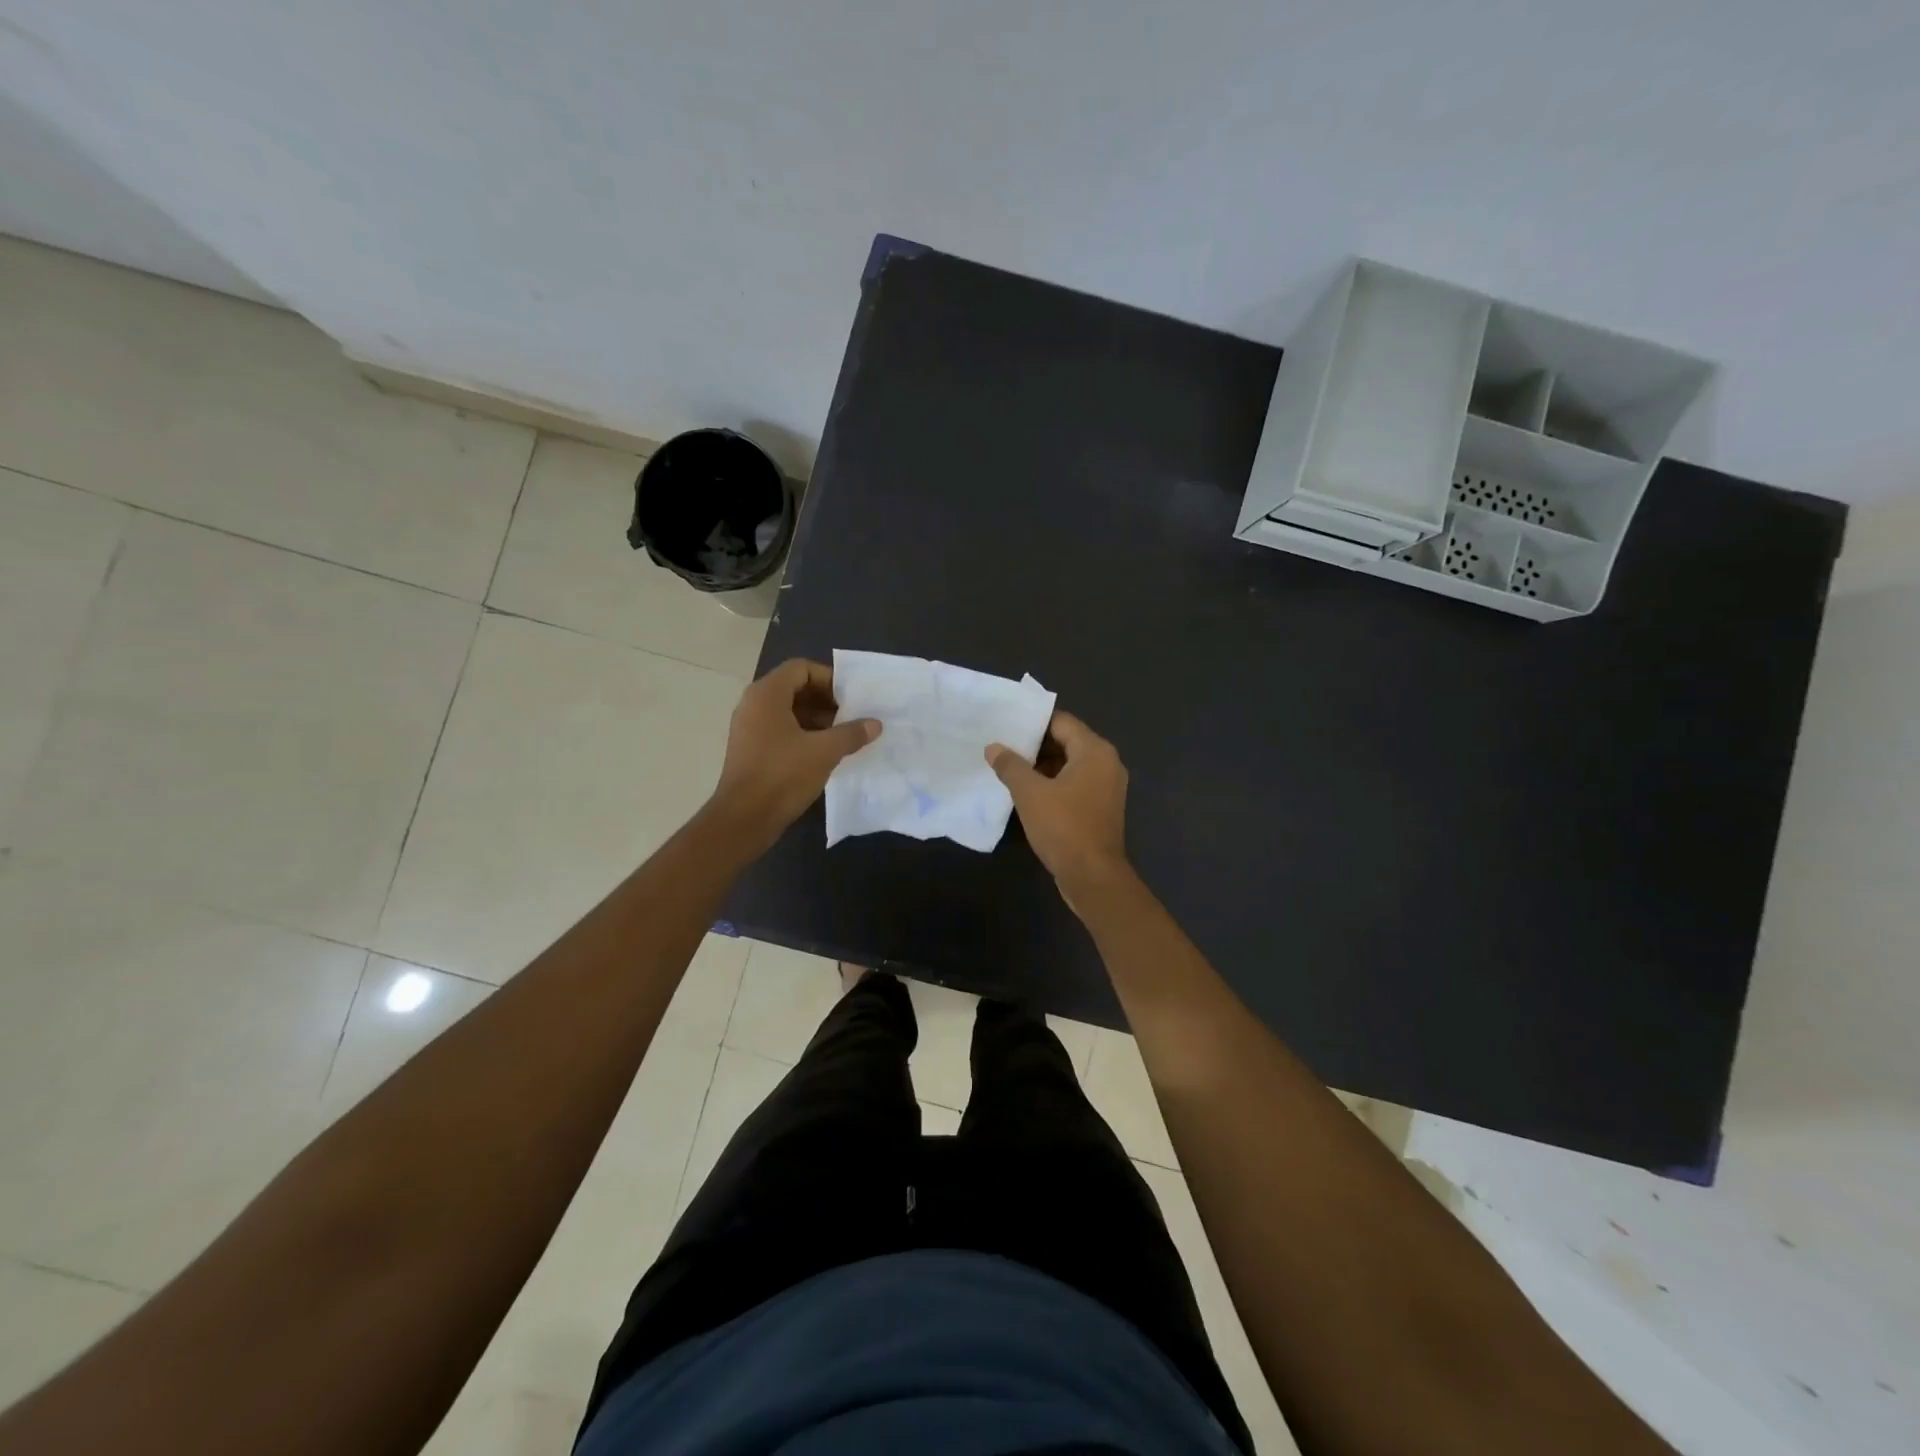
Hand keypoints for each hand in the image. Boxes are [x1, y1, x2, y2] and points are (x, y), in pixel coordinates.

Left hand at [709, 659, 878, 851]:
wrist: (744, 818)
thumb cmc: (783, 776)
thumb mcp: (824, 752)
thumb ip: (852, 733)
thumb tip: (875, 724)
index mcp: (767, 694)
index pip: (801, 668)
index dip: (829, 679)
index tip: (851, 698)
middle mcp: (754, 704)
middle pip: (794, 687)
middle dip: (826, 700)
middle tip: (852, 716)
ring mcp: (749, 727)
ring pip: (788, 710)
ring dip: (817, 718)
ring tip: (843, 735)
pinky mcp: (750, 748)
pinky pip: (780, 729)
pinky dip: (803, 733)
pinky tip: (824, 752)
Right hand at [987, 710, 1129, 901]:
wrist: (1093, 877)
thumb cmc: (1064, 827)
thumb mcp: (1030, 793)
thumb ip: (1010, 766)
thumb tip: (993, 747)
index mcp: (1095, 751)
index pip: (1061, 722)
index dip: (1032, 723)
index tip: (1006, 726)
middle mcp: (1106, 763)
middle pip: (1067, 742)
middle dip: (1034, 745)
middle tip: (1002, 747)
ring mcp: (1106, 787)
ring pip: (1069, 765)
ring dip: (1042, 767)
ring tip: (1009, 768)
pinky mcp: (1101, 808)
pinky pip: (1075, 784)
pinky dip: (1053, 784)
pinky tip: (1027, 793)